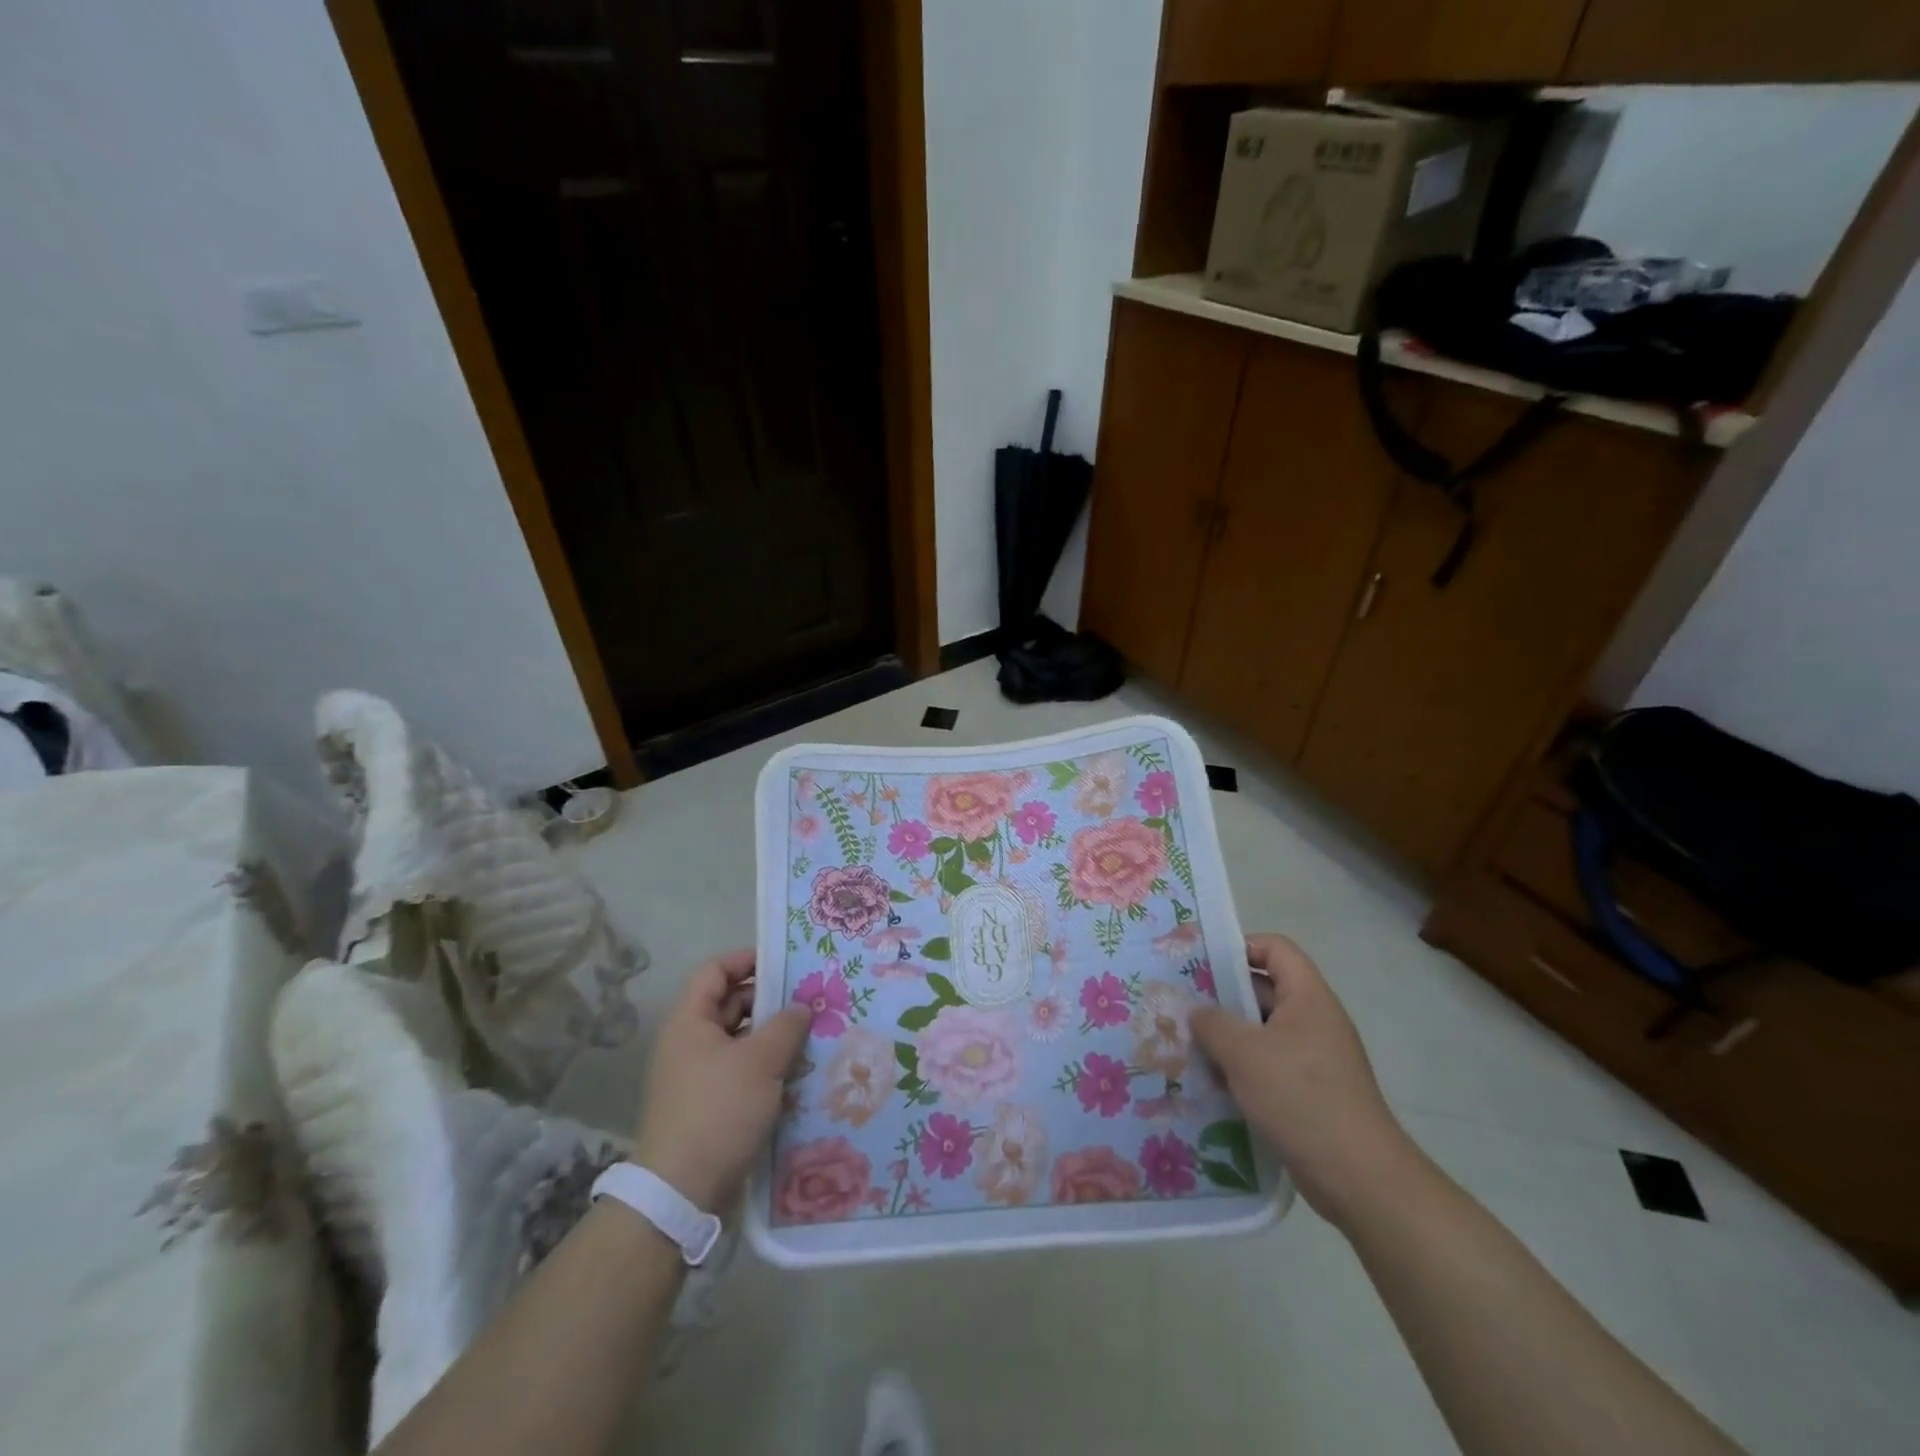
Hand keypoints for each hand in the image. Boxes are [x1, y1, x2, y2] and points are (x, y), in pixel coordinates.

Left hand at [632, 949, 810, 1211]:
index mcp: (690, 1021)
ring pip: (739, 1040)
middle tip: (809, 999)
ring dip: (771, 1035)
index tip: (784, 962)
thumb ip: (786, 1026)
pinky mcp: (709, 1104)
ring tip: (811, 1034)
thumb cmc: (719, 1110)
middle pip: (730, 1004)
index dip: (747, 960)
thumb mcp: (760, 1061)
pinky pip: (740, 1070)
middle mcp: (689, 1042)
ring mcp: (697, 1075)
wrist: (682, 1191)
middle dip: (769, 999)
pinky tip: (797, 1072)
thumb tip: (802, 1007)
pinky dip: (766, 1065)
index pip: (715, 971)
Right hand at [1191, 934, 1416, 1227]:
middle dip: (1224, 997)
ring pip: (1263, 1032)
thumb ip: (1213, 1023)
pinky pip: (1270, 1065)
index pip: (1275, 948)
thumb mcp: (1244, 1053)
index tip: (1203, 965)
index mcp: (1308, 997)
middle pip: (1266, 990)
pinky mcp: (1312, 1092)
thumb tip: (1198, 1013)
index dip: (1240, 947)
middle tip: (1184, 1006)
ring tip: (1190, 1046)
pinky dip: (1243, 1069)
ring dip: (1229, 1038)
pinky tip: (1213, 1084)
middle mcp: (1315, 1020)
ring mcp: (1315, 1058)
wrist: (1360, 1178)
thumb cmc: (1300, 1098)